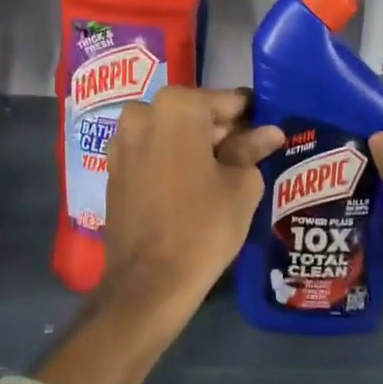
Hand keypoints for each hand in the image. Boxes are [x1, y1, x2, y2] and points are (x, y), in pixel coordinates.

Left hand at [100, 88, 285, 324]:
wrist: (149, 282)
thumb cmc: (203, 225)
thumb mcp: (241, 184)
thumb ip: (252, 148)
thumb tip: (269, 132)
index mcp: (177, 106)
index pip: (227, 101)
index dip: (251, 117)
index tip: (268, 131)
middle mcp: (142, 112)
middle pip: (196, 114)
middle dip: (221, 131)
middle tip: (251, 156)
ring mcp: (121, 141)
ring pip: (171, 132)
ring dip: (196, 146)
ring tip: (223, 174)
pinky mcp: (113, 169)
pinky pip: (152, 152)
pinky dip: (172, 160)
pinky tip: (194, 185)